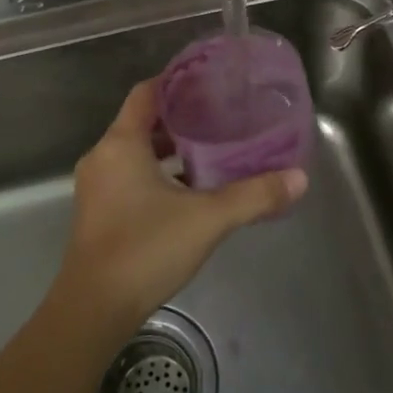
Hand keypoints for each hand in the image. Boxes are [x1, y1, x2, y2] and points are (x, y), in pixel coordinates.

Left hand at [52, 80, 307, 340]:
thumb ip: (254, 196)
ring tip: (212, 151)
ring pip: (137, 153)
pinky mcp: (99, 213)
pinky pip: (130, 177)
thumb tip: (299, 178)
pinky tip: (190, 191)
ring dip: (170, 151)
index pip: (146, 93)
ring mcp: (97, 187)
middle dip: (181, 119)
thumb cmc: (146, 249)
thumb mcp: (207, 219)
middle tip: (221, 117)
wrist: (94, 309)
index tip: (209, 82)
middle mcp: (103, 157)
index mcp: (121, 144)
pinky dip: (158, 175)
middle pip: (142, 123)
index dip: (176, 83)